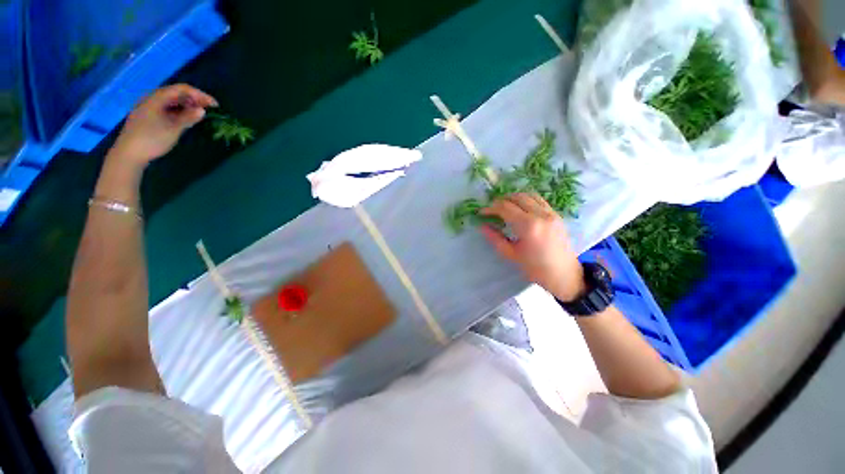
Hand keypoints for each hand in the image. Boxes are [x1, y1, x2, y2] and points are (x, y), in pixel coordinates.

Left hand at [110, 84, 217, 166]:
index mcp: (157, 98)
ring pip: (171, 101)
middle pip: (176, 94)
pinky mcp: (148, 116)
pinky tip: (185, 118)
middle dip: (194, 99)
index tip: (215, 105)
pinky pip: (166, 108)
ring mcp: (148, 108)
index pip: (181, 89)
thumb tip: (202, 110)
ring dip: (187, 105)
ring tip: (199, 114)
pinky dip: (179, 111)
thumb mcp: (173, 129)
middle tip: (209, 109)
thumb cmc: (152, 139)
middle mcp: (152, 99)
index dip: (200, 95)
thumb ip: (188, 118)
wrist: (129, 154)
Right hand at [480, 193, 585, 301]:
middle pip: (516, 198)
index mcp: (528, 226)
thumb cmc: (535, 268)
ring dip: (514, 198)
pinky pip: (539, 200)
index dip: (490, 208)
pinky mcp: (556, 215)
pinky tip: (520, 208)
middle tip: (492, 209)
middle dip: (501, 201)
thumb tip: (482, 226)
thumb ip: (495, 238)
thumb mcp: (511, 254)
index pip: (505, 208)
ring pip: (529, 195)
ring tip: (504, 206)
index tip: (481, 213)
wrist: (564, 275)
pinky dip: (526, 200)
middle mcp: (540, 215)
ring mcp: (551, 213)